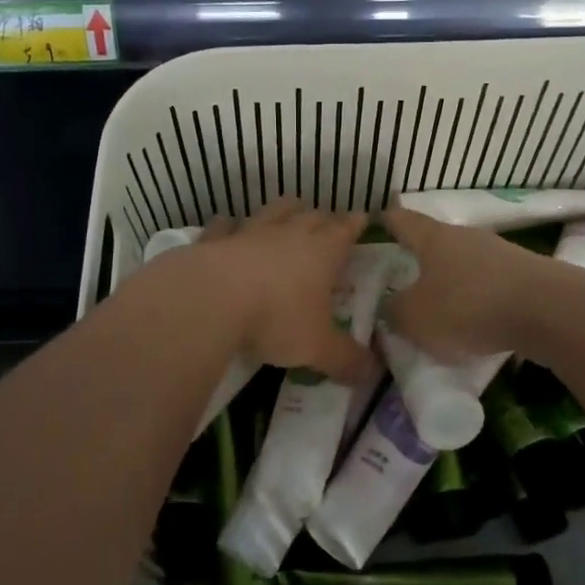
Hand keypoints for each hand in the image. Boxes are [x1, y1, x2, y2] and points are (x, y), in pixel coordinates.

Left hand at [170, 198, 374, 380]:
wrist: (212, 299)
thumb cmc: (276, 319)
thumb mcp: (318, 347)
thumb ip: (346, 360)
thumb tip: (372, 374)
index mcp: (322, 253)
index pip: (344, 231)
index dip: (354, 225)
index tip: (361, 218)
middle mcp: (289, 234)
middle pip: (311, 216)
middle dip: (322, 218)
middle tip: (327, 222)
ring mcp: (250, 233)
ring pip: (273, 212)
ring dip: (283, 210)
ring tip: (288, 210)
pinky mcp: (215, 240)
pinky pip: (224, 226)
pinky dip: (228, 225)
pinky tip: (227, 225)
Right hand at [380, 206, 572, 358]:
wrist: (549, 310)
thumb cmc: (469, 305)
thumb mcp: (416, 318)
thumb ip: (394, 313)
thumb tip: (388, 308)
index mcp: (433, 238)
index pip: (401, 220)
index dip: (386, 221)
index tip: (375, 223)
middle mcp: (464, 236)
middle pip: (434, 240)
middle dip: (418, 257)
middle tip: (401, 276)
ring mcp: (498, 252)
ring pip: (463, 262)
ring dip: (450, 279)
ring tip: (438, 305)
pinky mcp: (523, 274)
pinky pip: (488, 282)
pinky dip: (476, 297)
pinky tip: (475, 320)